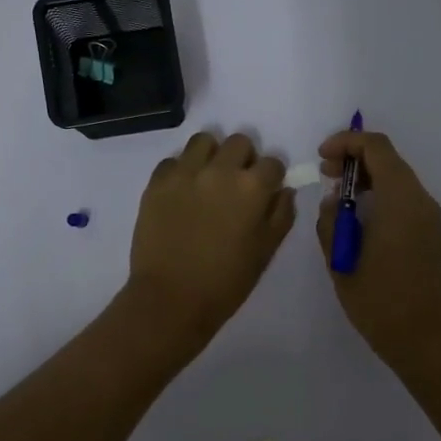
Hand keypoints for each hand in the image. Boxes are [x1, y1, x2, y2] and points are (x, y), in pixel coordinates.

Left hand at [126, 131, 296, 340]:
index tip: (265, 192)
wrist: (171, 299)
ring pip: (204, 141)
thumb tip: (283, 190)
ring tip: (208, 180)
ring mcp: (185, 173)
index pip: (273, 163)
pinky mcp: (157, 182)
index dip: (271, 178)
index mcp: (252, 188)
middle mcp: (220, 170)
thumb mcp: (266, 251)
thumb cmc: (226, 282)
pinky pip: (173, 160)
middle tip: (237, 185)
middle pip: (240, 142)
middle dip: (244, 159)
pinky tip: (182, 193)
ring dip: (212, 155)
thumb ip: (281, 215)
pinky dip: (181, 170)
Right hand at [316, 130, 440, 365]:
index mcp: (400, 199)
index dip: (346, 143)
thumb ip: (331, 221)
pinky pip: (403, 198)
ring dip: (366, 178)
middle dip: (354, 159)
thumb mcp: (340, 259)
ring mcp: (429, 217)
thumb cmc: (378, 299)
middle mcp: (420, 200)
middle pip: (388, 159)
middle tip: (326, 174)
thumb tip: (335, 201)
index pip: (376, 148)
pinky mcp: (430, 233)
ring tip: (337, 198)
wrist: (422, 337)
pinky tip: (358, 218)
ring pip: (397, 178)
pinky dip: (380, 194)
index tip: (321, 158)